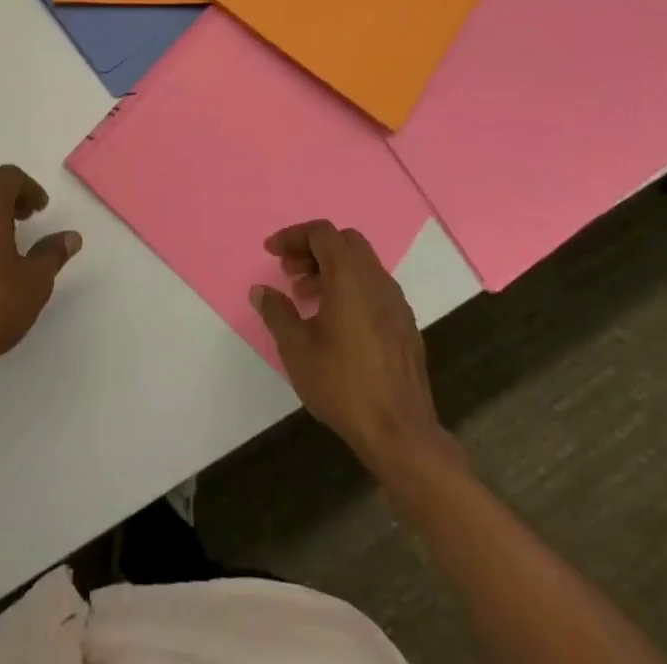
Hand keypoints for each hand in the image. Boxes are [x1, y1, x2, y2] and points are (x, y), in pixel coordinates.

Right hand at [250, 221, 459, 477]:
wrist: (401, 433)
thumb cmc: (343, 385)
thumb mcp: (297, 349)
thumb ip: (277, 312)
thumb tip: (261, 290)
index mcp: (350, 277)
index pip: (322, 233)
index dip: (293, 236)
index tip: (272, 253)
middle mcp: (376, 280)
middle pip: (344, 242)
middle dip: (313, 249)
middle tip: (290, 272)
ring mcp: (396, 302)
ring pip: (362, 264)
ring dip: (332, 268)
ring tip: (306, 297)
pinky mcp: (405, 324)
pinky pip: (374, 287)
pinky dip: (351, 287)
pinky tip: (336, 322)